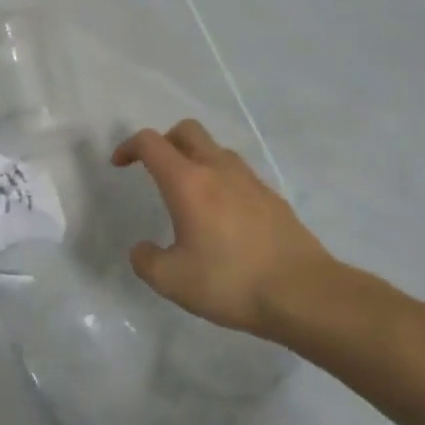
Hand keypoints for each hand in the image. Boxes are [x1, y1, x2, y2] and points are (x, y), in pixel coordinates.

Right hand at [112, 120, 339, 339]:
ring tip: (189, 193)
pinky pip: (239, 174)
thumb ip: (146, 260)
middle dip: (164, 142)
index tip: (120, 165)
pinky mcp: (273, 198)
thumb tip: (142, 249)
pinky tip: (222, 217)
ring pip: (216, 149)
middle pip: (187, 131)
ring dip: (195, 158)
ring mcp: (250, 181)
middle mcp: (218, 170)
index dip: (129, 147)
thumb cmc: (231, 282)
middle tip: (154, 169)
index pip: (151, 143)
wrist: (305, 294)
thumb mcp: (171, 281)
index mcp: (187, 183)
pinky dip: (221, 180)